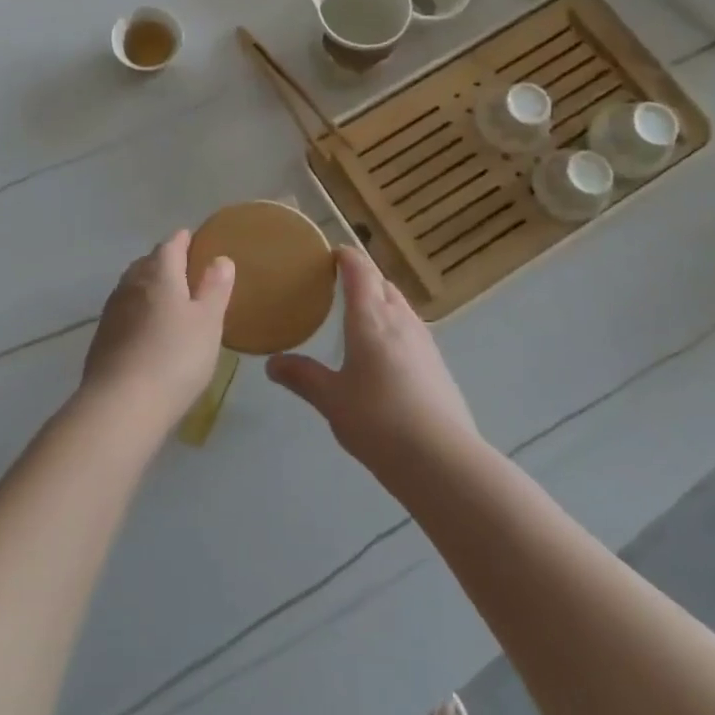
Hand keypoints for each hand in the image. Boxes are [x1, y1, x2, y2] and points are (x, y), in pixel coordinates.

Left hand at [81, 231, 234, 430]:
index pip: (171, 245)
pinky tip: (147, 330)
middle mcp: (131, 285)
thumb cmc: (175, 357)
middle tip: (184, 270)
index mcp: (159, 274)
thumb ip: (215, 288)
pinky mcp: (102, 339)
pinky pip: (124, 313)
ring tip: (167, 299)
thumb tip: (220, 259)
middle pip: (147, 263)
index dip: (183, 240)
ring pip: (132, 287)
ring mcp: (112, 312)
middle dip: (164, 262)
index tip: (192, 239)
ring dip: (148, 287)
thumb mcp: (208, 322)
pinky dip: (138, 312)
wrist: (120, 404)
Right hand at [267, 245, 476, 475]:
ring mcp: (424, 341)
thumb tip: (272, 364)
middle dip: (363, 278)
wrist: (442, 460)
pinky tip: (385, 355)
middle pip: (382, 284)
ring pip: (400, 306)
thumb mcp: (331, 400)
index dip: (345, 257)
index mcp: (371, 318)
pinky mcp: (438, 365)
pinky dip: (394, 327)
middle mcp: (400, 320)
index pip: (359, 270)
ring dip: (381, 301)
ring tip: (359, 317)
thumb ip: (302, 377)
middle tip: (337, 286)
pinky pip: (411, 330)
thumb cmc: (378, 421)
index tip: (330, 254)